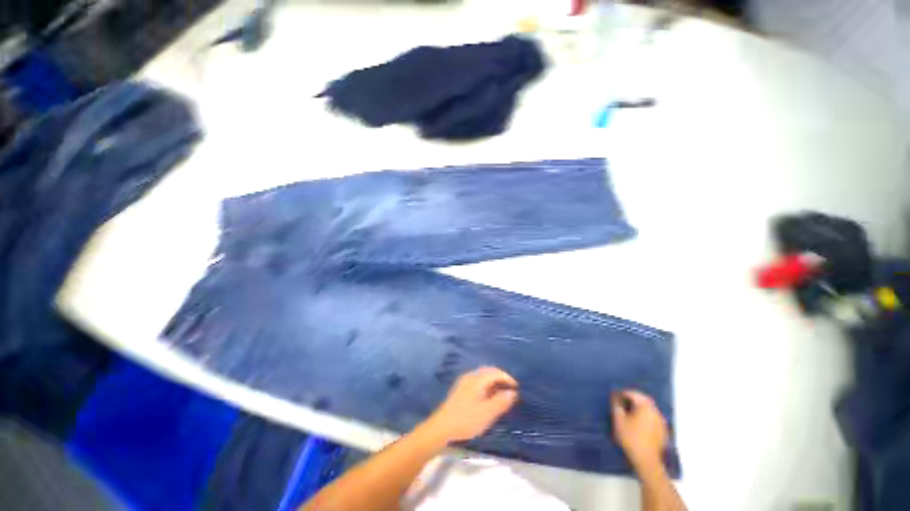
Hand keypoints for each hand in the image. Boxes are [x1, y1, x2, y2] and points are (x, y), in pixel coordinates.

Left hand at [422, 367, 518, 442]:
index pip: (495, 372)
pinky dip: (486, 385)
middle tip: (510, 390)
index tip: (516, 389)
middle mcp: (470, 376)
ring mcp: (464, 381)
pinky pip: (477, 380)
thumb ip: (501, 402)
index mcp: (477, 379)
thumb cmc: (466, 420)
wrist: (442, 426)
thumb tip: (512, 392)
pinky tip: (488, 397)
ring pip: (482, 375)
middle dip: (501, 378)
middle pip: (488, 371)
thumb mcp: (487, 413)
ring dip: (493, 381)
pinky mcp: (460, 388)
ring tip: (501, 394)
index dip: (507, 378)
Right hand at [611, 390, 668, 471]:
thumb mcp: (619, 420)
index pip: (634, 394)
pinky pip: (654, 417)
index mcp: (645, 407)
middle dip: (633, 398)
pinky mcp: (663, 431)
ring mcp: (661, 422)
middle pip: (644, 399)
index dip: (623, 393)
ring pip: (650, 408)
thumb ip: (617, 405)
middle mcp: (656, 412)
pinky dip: (646, 415)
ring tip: (630, 411)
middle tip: (623, 400)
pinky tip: (639, 422)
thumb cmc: (630, 438)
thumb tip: (615, 396)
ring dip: (640, 406)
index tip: (616, 396)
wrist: (646, 460)